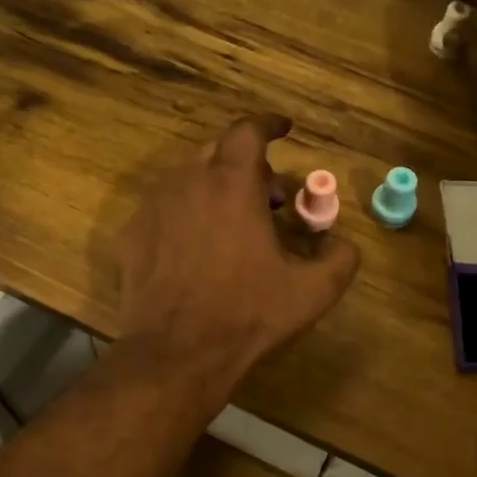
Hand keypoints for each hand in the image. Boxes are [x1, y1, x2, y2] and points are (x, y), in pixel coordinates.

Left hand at [116, 115, 359, 383]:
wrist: (176, 353)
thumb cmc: (247, 314)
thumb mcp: (312, 291)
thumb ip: (340, 258)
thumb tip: (343, 243)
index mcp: (232, 183)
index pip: (248, 130)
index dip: (269, 124)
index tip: (284, 129)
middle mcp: (188, 181)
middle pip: (218, 150)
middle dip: (247, 163)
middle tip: (268, 196)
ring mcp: (154, 205)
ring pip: (188, 177)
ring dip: (215, 187)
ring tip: (234, 224)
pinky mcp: (133, 232)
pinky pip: (165, 207)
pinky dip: (187, 213)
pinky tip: (198, 247)